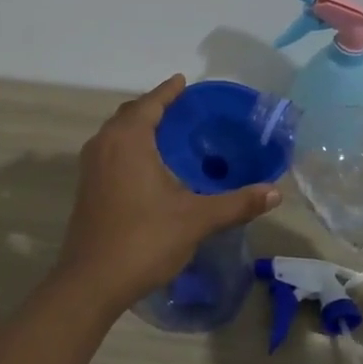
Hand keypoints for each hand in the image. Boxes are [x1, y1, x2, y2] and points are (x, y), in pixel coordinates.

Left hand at [57, 75, 281, 308]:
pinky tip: (149, 167)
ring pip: (117, 134)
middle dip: (154, 107)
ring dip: (139, 128)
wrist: (91, 282)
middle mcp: (104, 145)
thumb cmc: (144, 240)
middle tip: (183, 110)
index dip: (169, 91)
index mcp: (128, 140)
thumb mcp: (196, 219)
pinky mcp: (86, 188)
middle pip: (130, 114)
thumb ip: (237, 203)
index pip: (150, 103)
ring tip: (168, 134)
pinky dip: (129, 147)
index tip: (184, 81)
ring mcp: (91, 167)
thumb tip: (275, 192)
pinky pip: (110, 152)